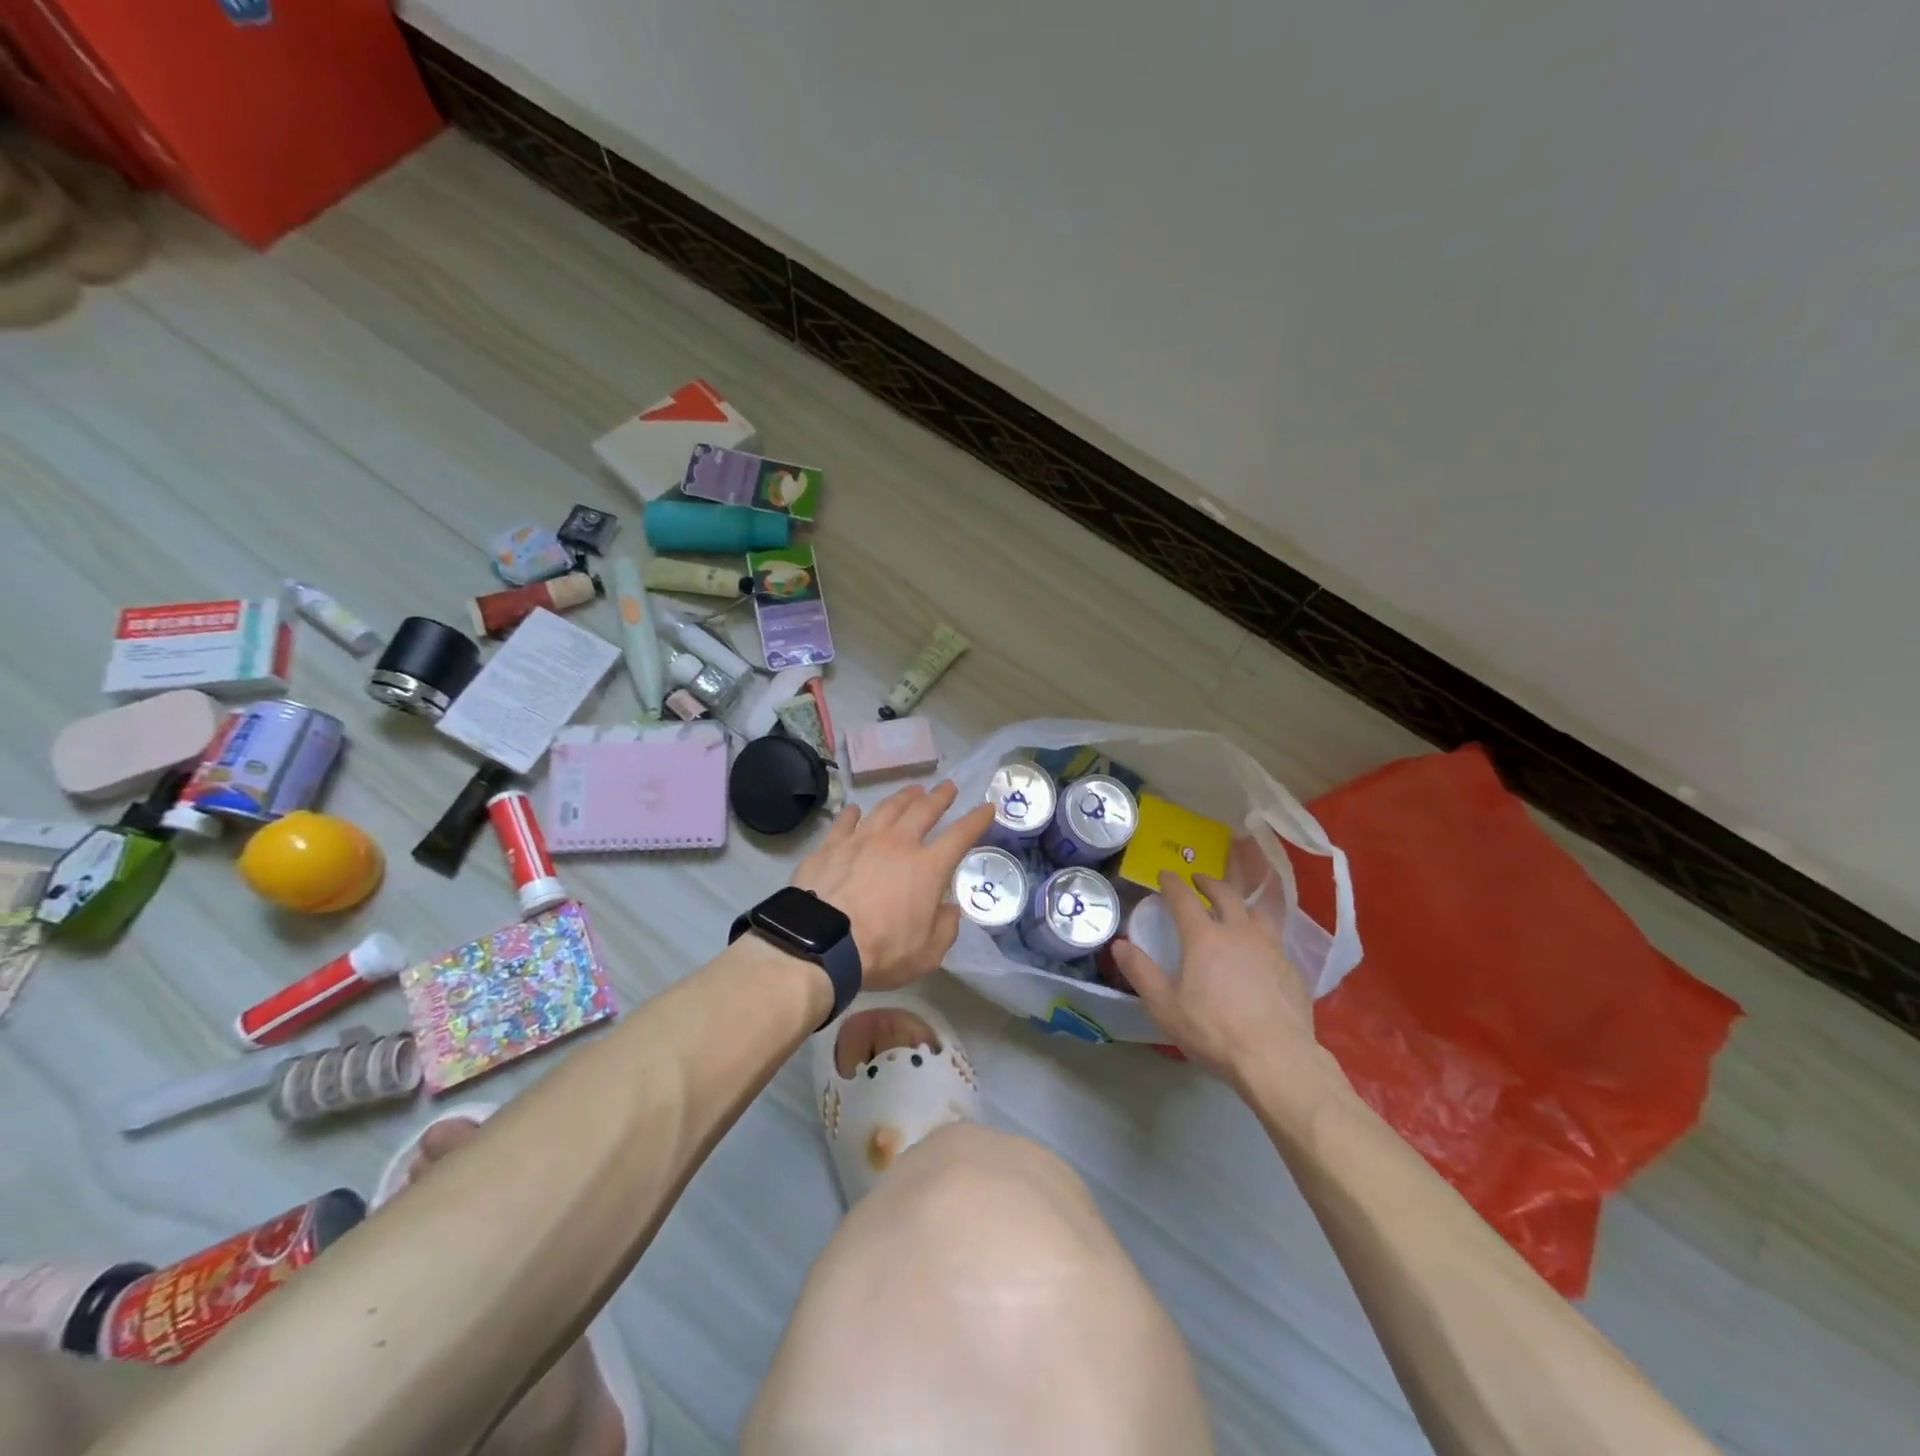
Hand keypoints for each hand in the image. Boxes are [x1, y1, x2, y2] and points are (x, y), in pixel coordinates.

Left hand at [790, 781, 993, 991]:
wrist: (820, 944)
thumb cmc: (880, 952)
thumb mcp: (927, 954)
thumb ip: (945, 929)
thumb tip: (949, 909)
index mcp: (927, 868)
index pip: (960, 836)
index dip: (976, 820)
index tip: (987, 807)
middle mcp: (898, 844)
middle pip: (923, 810)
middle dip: (939, 797)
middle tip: (948, 787)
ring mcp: (862, 840)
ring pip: (887, 808)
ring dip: (903, 797)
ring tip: (912, 791)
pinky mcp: (831, 846)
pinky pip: (845, 821)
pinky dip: (854, 813)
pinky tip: (856, 809)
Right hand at [1113, 872, 1339, 1103]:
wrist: (1276, 1058)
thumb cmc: (1213, 1031)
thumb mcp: (1164, 1006)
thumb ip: (1140, 972)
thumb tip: (1119, 945)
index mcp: (1204, 937)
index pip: (1183, 898)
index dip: (1171, 883)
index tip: (1164, 874)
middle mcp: (1238, 932)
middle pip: (1225, 894)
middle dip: (1209, 883)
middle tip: (1199, 880)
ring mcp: (1270, 948)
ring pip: (1256, 912)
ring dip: (1240, 903)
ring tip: (1234, 908)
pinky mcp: (1292, 968)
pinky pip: (1274, 939)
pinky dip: (1261, 933)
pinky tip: (1259, 949)